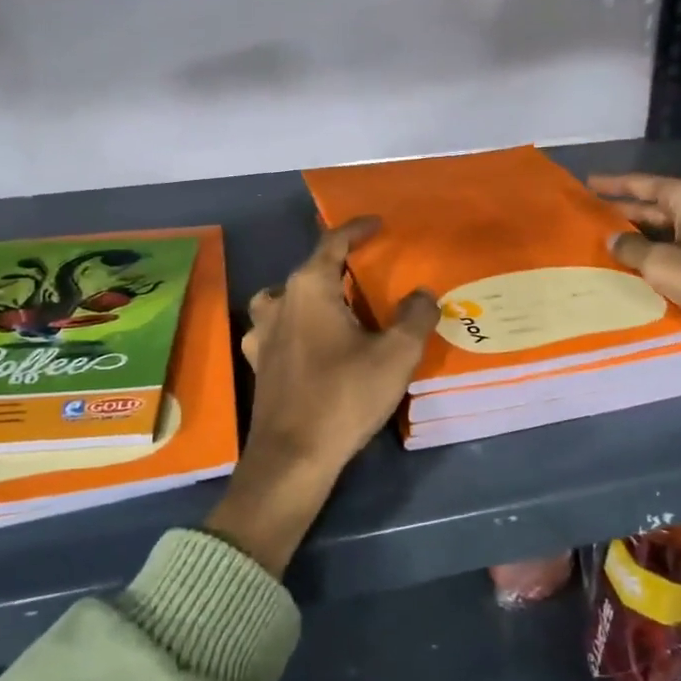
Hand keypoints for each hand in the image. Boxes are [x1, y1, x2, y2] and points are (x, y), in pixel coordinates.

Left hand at [205, 218, 438, 576]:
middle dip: (336, 265)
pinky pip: (279, 330)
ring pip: (286, 299)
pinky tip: (315, 345)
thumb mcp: (394, 355)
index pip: (332, 243)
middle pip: (308, 271)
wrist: (292, 457)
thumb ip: (414, 317)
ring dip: (311, 296)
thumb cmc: (343, 396)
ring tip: (337, 308)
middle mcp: (279, 302)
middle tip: (366, 271)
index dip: (356, 229)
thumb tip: (422, 294)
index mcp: (309, 288)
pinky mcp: (258, 363)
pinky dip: (298, 326)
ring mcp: (261, 334)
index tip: (377, 223)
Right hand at [587, 172, 680, 424]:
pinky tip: (648, 270)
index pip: (641, 183)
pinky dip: (665, 255)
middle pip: (656, 206)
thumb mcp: (665, 266)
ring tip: (611, 246)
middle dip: (625, 212)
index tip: (586, 183)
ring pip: (672, 230)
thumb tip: (613, 238)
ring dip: (644, 238)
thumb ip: (632, 250)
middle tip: (591, 219)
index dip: (612, 185)